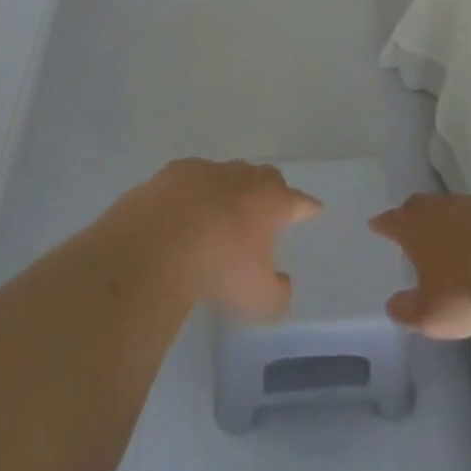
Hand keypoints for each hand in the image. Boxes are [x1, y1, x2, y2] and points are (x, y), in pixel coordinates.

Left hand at [110, 159, 322, 320]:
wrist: (156, 244)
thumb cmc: (218, 269)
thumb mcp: (258, 300)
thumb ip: (278, 293)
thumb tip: (281, 283)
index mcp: (270, 202)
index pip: (298, 201)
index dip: (308, 207)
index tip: (314, 209)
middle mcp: (242, 178)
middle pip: (266, 177)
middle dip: (271, 190)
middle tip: (269, 207)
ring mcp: (206, 170)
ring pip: (227, 174)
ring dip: (230, 190)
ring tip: (224, 211)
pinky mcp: (172, 173)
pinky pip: (191, 179)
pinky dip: (193, 193)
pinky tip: (184, 211)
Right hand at [370, 192, 470, 339]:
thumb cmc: (466, 290)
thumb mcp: (430, 314)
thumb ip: (407, 310)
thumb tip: (393, 305)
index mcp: (416, 228)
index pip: (392, 221)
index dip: (383, 224)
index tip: (376, 223)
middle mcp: (441, 208)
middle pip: (420, 206)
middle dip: (412, 215)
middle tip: (410, 225)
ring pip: (454, 207)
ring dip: (451, 221)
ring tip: (455, 238)